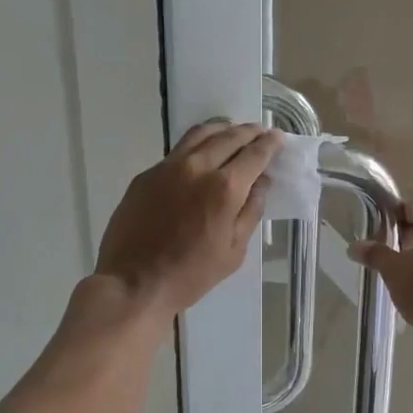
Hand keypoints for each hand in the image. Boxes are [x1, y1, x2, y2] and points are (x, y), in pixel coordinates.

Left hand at [94, 122, 282, 318]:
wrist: (134, 282)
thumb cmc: (191, 275)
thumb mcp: (234, 250)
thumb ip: (250, 211)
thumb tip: (261, 182)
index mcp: (225, 188)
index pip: (255, 154)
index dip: (270, 143)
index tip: (278, 137)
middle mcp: (198, 167)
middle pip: (229, 136)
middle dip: (249, 131)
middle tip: (260, 132)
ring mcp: (168, 167)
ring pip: (200, 134)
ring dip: (222, 129)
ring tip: (232, 132)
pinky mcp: (147, 174)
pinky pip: (177, 150)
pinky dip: (197, 145)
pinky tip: (200, 154)